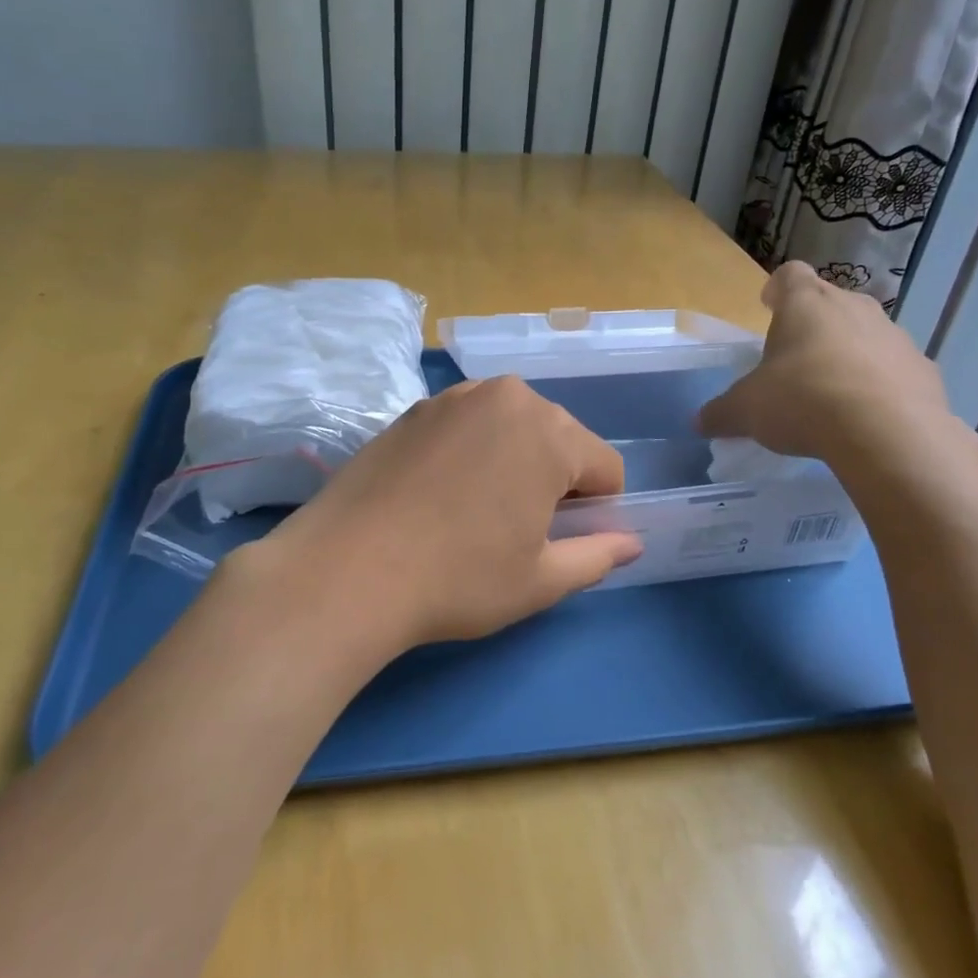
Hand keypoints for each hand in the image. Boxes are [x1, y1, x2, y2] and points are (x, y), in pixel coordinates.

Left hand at [245, 377, 642, 656]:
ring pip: (512, 428)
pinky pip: (468, 426)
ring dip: (513, 462)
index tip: (560, 541)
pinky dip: (471, 452)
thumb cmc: (458, 578)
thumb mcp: (540, 580)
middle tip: (516, 531)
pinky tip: (439, 494)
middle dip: (555, 480)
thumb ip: (597, 556)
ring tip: (475, 512)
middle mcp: (507, 397)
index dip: (596, 510)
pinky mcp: (412, 409)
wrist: (347, 569)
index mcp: (550, 432)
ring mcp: (454, 397)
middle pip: (560, 439)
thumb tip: (630, 544)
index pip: (605, 466)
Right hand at [698, 262, 958, 480]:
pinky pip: (893, 371)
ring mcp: (894, 336)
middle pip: (829, 304)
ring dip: (848, 356)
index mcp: (806, 304)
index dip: (777, 289)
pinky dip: (880, 386)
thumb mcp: (746, 411)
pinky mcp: (924, 369)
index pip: (789, 274)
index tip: (769, 307)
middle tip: (793, 364)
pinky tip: (866, 419)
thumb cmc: (803, 401)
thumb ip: (721, 412)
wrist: (888, 433)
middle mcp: (853, 307)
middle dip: (812, 328)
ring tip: (831, 397)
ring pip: (865, 335)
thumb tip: (701, 421)